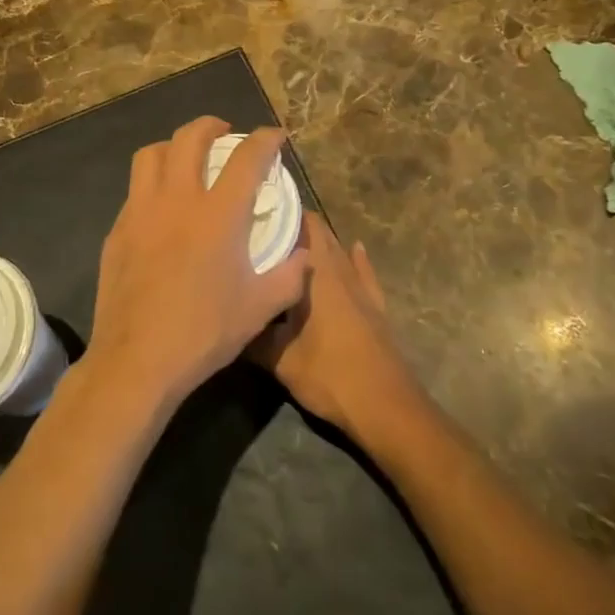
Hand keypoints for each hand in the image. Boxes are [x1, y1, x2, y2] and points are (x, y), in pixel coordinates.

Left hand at [84, 118, 308, 414]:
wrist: (137, 359)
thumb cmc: (203, 332)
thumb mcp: (259, 309)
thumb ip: (289, 277)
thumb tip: (305, 256)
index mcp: (218, 214)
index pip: (247, 158)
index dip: (265, 139)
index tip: (274, 135)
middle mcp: (177, 199)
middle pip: (190, 138)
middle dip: (210, 125)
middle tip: (223, 132)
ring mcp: (140, 211)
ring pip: (151, 154)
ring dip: (173, 145)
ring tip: (185, 157)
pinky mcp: (117, 229)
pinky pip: (135, 190)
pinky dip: (152, 183)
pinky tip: (160, 206)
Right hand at [250, 213, 420, 440]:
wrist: (386, 407)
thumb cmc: (330, 375)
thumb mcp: (279, 360)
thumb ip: (253, 335)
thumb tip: (229, 317)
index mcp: (317, 274)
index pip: (302, 225)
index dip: (282, 211)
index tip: (258, 207)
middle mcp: (340, 270)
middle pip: (321, 234)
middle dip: (296, 225)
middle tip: (267, 224)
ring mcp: (362, 288)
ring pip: (340, 251)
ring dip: (321, 242)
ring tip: (294, 238)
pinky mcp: (376, 307)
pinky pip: (364, 272)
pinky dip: (356, 257)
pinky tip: (356, 246)